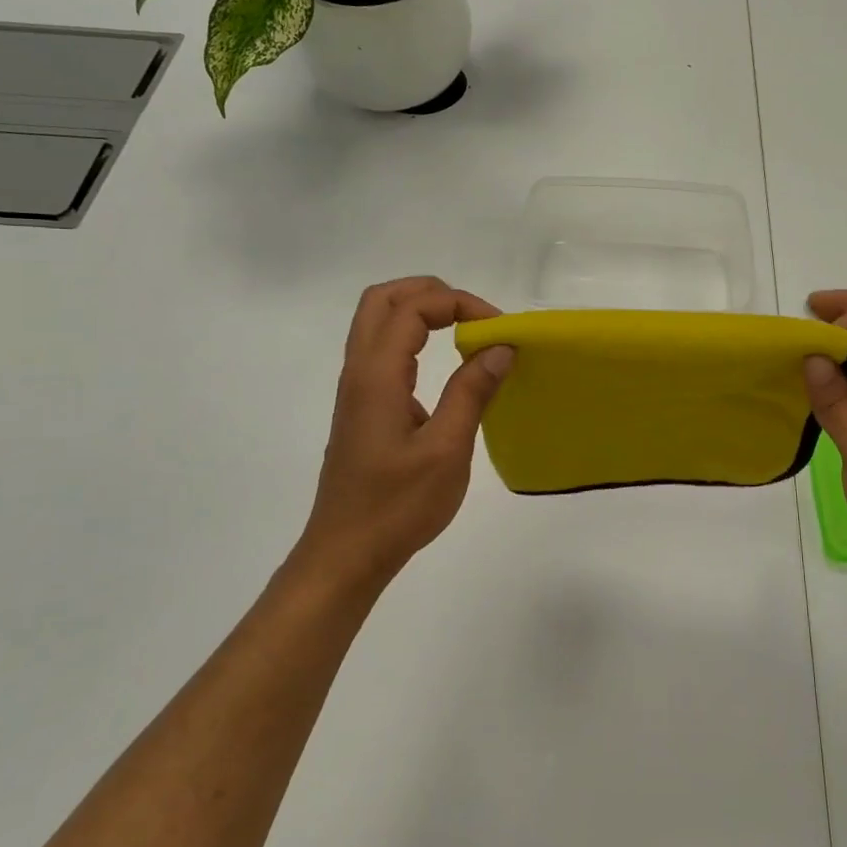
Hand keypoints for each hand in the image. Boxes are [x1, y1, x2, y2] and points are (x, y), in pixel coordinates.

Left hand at [294, 277, 513, 588]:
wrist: (346, 554)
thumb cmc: (397, 506)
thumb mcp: (447, 450)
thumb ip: (472, 392)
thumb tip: (500, 347)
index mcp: (377, 376)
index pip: (412, 308)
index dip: (458, 304)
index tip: (498, 329)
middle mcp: (359, 372)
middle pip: (382, 300)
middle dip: (431, 293)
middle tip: (474, 314)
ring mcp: (356, 390)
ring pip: (378, 323)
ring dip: (420, 312)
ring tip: (465, 330)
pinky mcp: (362, 408)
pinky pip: (383, 351)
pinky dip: (414, 338)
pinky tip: (445, 366)